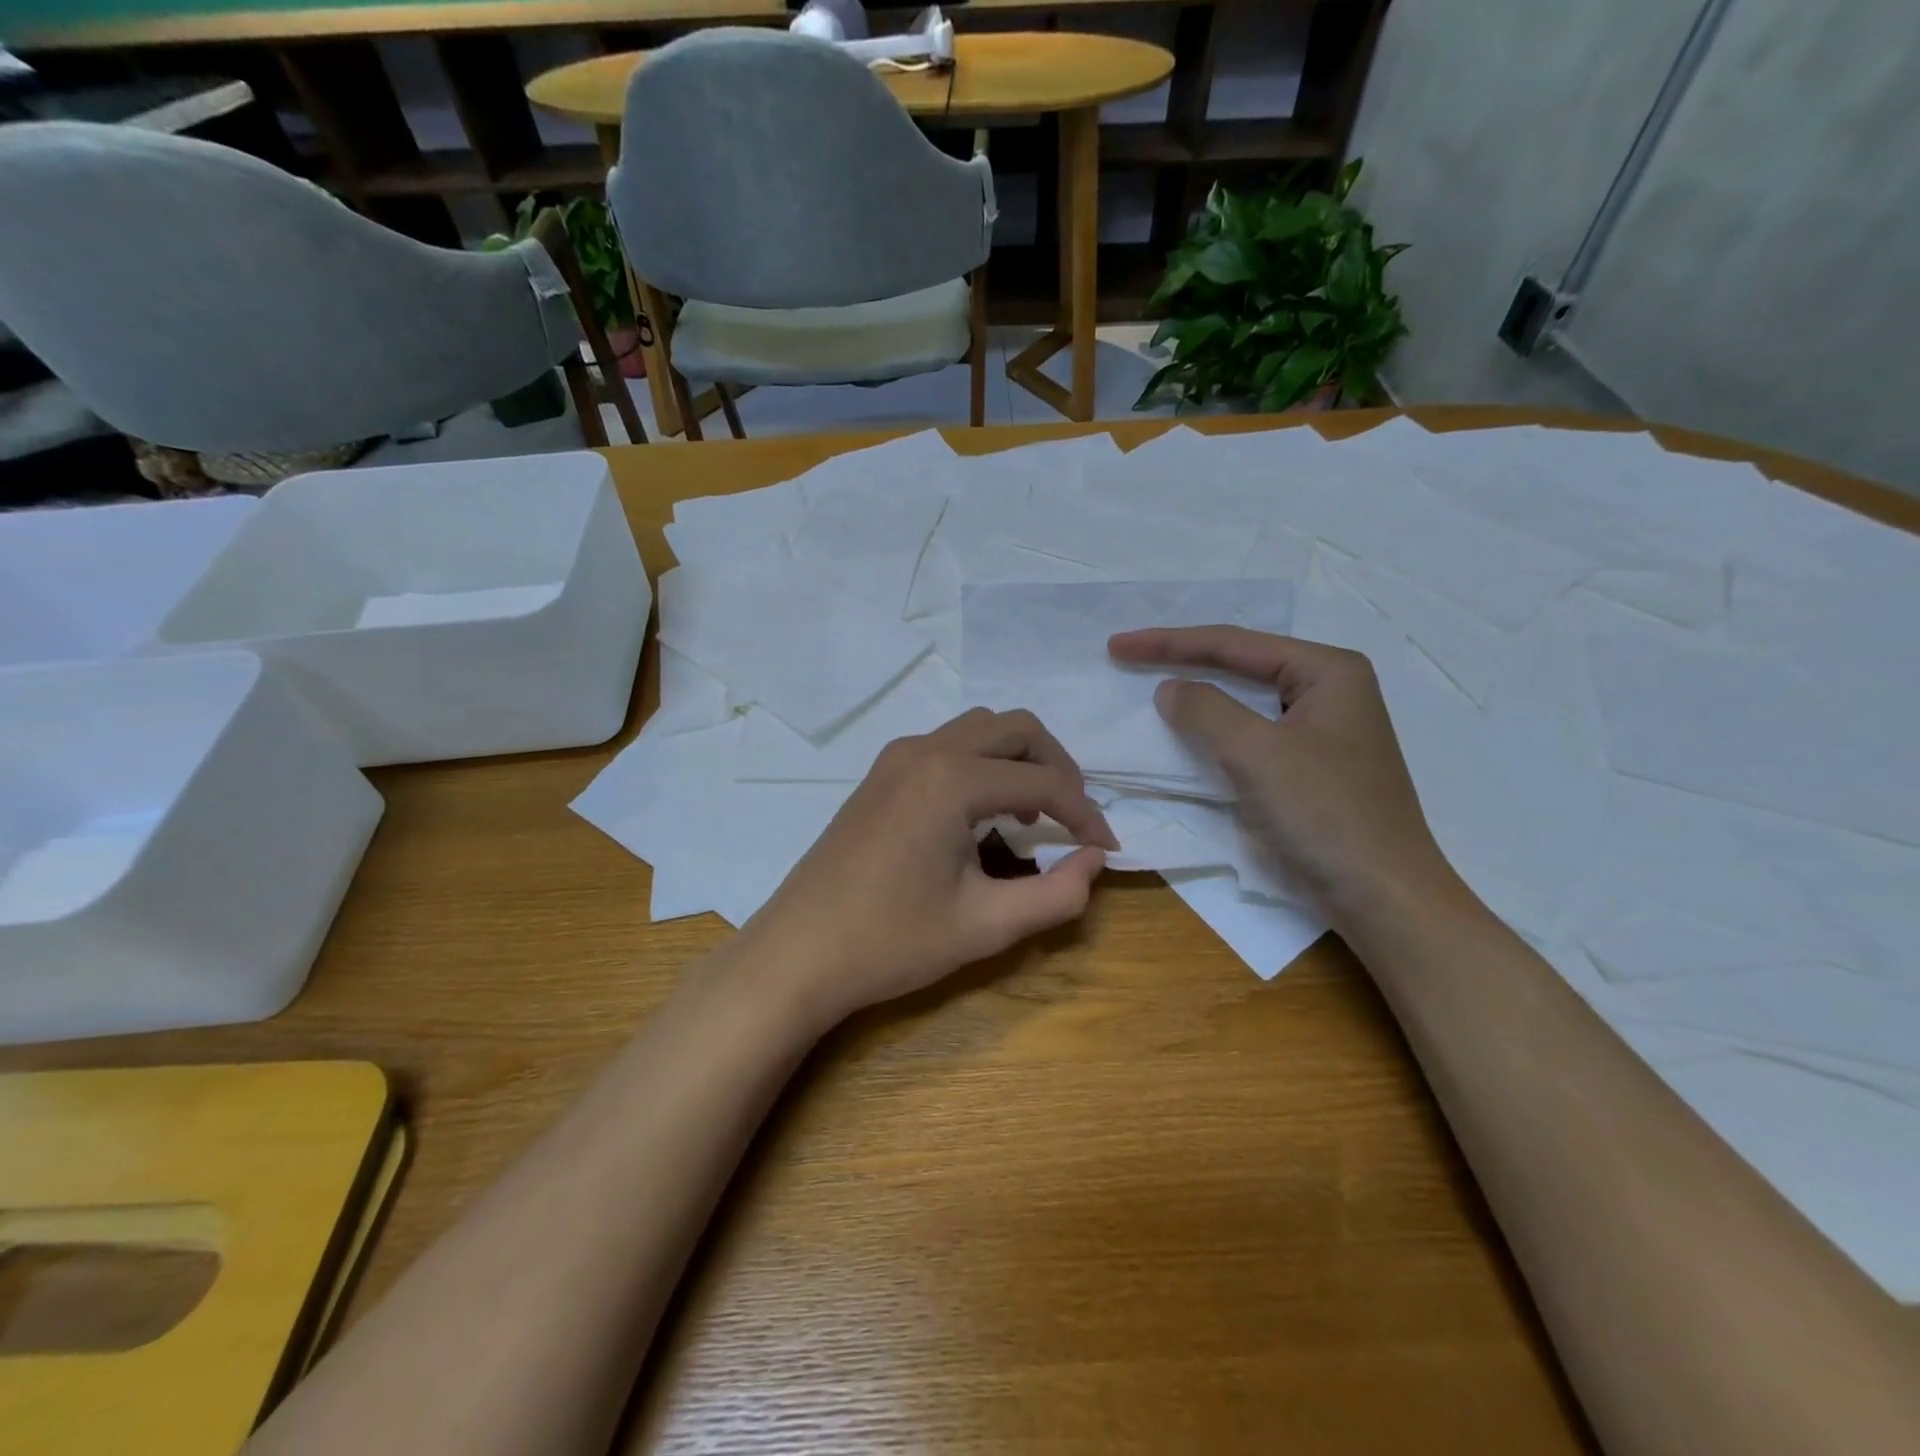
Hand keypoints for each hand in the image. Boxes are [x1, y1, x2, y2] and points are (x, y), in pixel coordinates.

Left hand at [741, 708, 1118, 1028]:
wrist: (799, 953)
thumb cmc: (891, 942)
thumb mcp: (986, 926)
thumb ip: (1057, 894)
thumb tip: (1094, 861)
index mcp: (951, 780)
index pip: (1042, 782)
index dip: (1085, 814)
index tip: (1105, 849)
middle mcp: (924, 751)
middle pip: (1014, 728)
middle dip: (1056, 766)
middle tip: (1073, 816)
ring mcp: (896, 758)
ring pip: (978, 729)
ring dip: (1017, 760)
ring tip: (1031, 815)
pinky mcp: (880, 775)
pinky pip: (947, 746)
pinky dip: (981, 765)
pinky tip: (982, 814)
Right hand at [1108, 626, 1457, 921]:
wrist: (1382, 897)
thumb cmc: (1324, 815)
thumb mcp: (1257, 753)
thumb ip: (1206, 710)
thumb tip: (1169, 689)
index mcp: (1328, 671)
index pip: (1234, 644)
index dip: (1169, 643)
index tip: (1117, 645)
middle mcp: (1330, 690)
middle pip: (1242, 664)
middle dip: (1184, 659)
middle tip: (1129, 655)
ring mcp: (1323, 730)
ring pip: (1246, 700)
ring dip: (1199, 694)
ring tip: (1151, 684)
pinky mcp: (1312, 766)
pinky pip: (1253, 733)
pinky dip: (1216, 730)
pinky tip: (1190, 731)